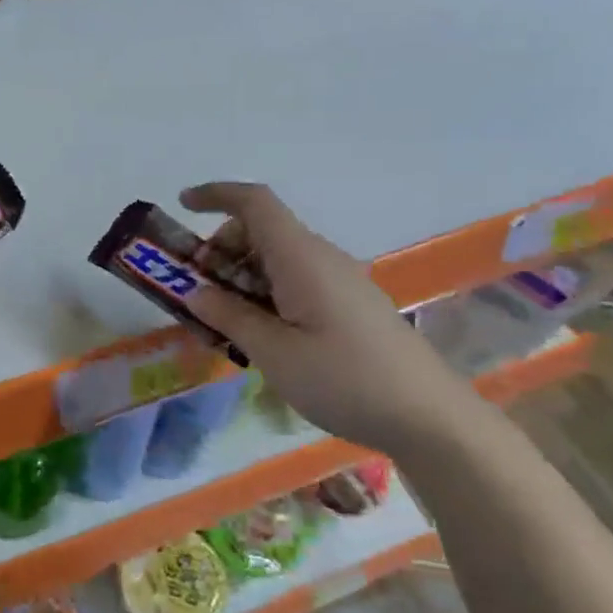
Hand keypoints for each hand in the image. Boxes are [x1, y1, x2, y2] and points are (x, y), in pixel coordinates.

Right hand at [179, 182, 474, 452]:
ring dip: (242, 277)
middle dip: (222, 250)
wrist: (429, 417)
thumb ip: (231, 316)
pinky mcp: (350, 303)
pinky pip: (297, 281)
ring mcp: (340, 280)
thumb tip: (195, 291)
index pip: (255, 203)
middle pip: (262, 231)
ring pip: (278, 258)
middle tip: (198, 293)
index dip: (216, 195)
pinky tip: (262, 336)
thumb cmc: (345, 380)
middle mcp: (321, 257)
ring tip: (225, 324)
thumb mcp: (274, 353)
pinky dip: (267, 293)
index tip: (182, 205)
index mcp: (301, 258)